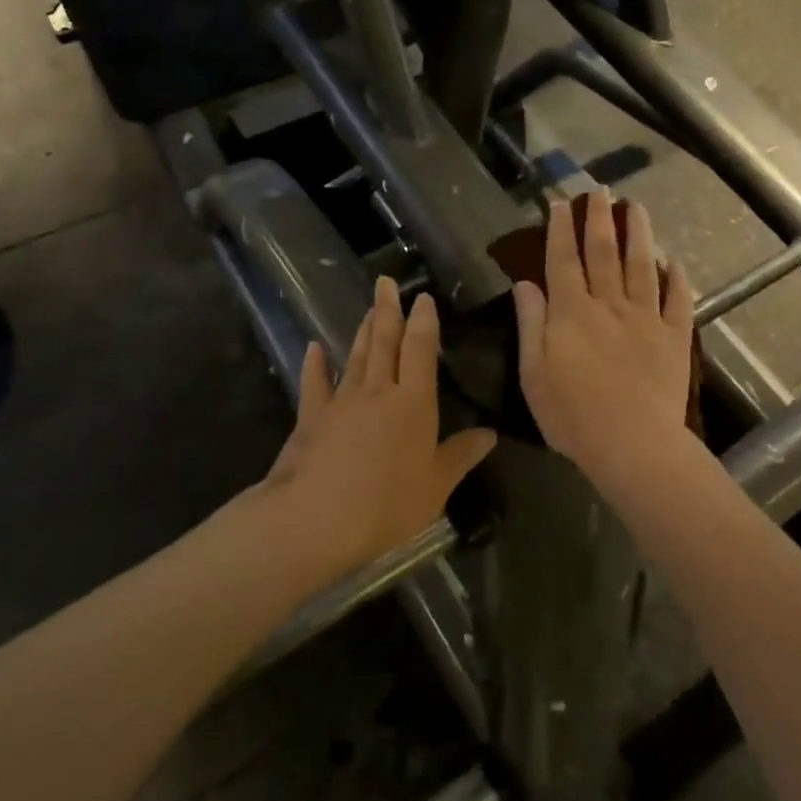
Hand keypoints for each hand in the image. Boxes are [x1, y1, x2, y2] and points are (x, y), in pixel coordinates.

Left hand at [260, 276, 496, 578]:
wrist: (315, 519)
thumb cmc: (386, 504)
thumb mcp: (436, 486)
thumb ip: (461, 455)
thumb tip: (490, 433)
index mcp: (413, 403)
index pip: (420, 350)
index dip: (423, 321)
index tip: (422, 297)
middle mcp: (378, 391)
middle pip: (384, 342)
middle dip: (388, 310)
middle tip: (386, 282)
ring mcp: (341, 401)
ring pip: (356, 356)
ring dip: (363, 330)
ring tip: (369, 308)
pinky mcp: (311, 417)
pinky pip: (314, 383)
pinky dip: (315, 364)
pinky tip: (315, 348)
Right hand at [512, 190, 695, 485]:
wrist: (632, 443)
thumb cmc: (572, 414)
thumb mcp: (533, 373)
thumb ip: (531, 323)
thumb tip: (525, 282)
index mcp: (572, 312)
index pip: (563, 259)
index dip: (561, 229)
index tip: (561, 203)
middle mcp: (609, 304)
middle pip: (603, 253)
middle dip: (600, 219)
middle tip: (600, 191)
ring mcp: (646, 318)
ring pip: (642, 266)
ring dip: (639, 234)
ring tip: (636, 208)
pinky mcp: (674, 337)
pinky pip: (678, 301)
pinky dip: (677, 279)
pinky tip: (675, 263)